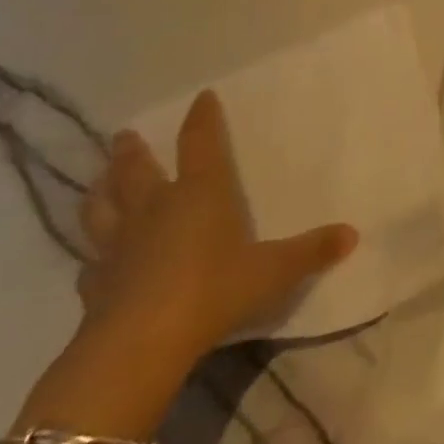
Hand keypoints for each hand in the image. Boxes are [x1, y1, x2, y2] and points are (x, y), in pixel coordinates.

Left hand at [76, 89, 356, 366]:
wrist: (139, 345)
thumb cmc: (213, 291)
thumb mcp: (274, 271)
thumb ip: (311, 251)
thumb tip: (353, 234)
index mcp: (199, 194)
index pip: (200, 144)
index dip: (202, 119)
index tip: (201, 97)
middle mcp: (155, 209)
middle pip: (136, 171)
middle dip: (132, 152)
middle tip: (123, 136)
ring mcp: (118, 246)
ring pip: (101, 209)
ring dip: (99, 192)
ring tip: (96, 181)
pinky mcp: (94, 285)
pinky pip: (91, 263)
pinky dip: (93, 257)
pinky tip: (93, 261)